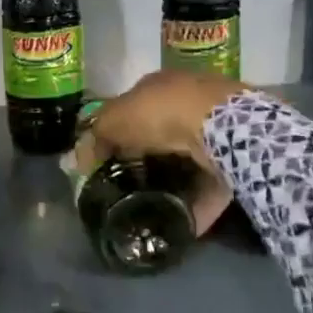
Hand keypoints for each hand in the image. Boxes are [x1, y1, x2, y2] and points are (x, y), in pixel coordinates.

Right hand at [77, 70, 244, 233]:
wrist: (220, 127)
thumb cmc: (160, 114)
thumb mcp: (113, 121)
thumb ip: (95, 138)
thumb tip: (79, 161)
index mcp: (158, 86)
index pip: (132, 108)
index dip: (117, 133)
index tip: (107, 161)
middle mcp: (188, 102)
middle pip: (161, 135)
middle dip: (147, 160)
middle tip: (129, 187)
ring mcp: (214, 130)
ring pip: (187, 161)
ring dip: (174, 184)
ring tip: (154, 210)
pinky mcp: (234, 159)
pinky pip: (210, 186)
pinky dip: (198, 206)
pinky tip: (182, 225)